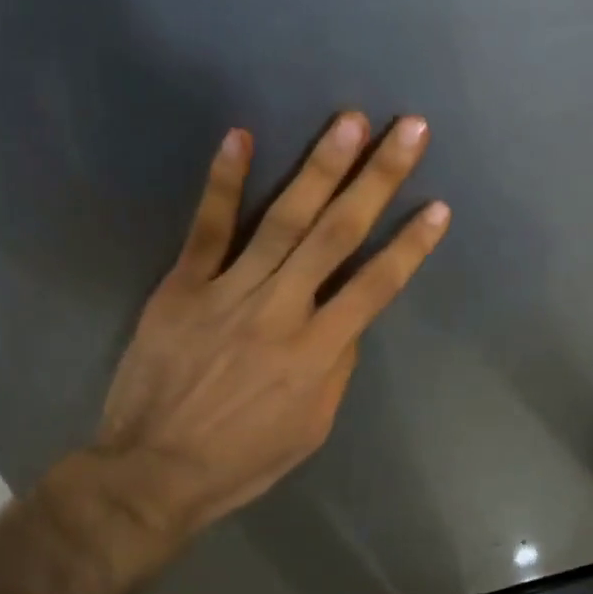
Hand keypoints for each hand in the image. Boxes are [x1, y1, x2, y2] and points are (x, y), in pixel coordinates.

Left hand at [88, 111, 448, 544]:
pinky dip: (223, 182)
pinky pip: (206, 228)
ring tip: (349, 121)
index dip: (410, 245)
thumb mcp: (311, 429)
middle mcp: (281, 311)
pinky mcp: (182, 287)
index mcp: (317, 354)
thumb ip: (336, 368)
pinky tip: (241, 136)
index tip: (438, 206)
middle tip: (408, 129)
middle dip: (378, 179)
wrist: (154, 472)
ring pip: (282, 220)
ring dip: (319, 168)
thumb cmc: (242, 461)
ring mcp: (228, 293)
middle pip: (337, 235)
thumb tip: (347, 320)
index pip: (376, 286)